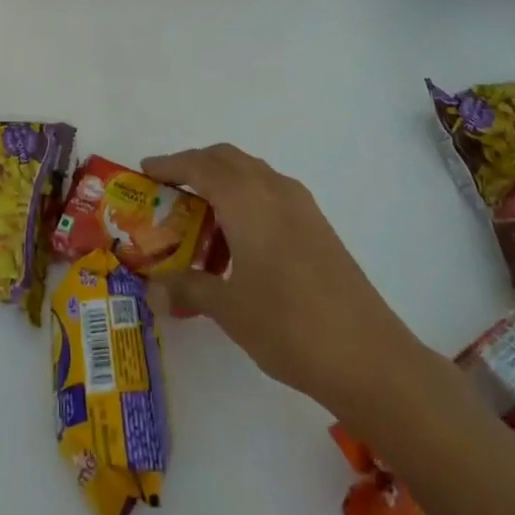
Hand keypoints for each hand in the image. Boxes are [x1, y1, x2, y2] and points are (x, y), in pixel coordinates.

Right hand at [141, 145, 420, 420]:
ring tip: (202, 220)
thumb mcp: (228, 308)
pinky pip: (271, 192)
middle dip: (195, 166)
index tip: (145, 172)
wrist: (369, 356)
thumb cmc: (288, 325)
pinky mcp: (318, 224)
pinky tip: (241, 240)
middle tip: (169, 191)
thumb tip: (152, 290)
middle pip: (226, 158)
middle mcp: (272, 188)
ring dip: (223, 181)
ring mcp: (301, 204)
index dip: (169, 165)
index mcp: (245, 198)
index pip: (198, 165)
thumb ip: (188, 288)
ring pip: (252, 172)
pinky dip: (247, 198)